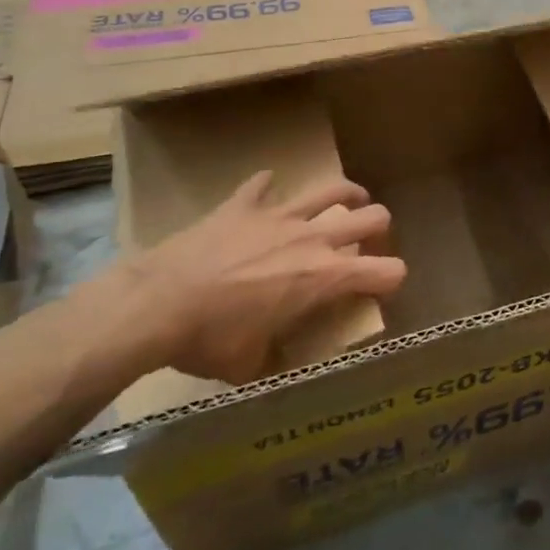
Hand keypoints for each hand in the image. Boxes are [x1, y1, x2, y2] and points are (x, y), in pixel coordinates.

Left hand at [130, 172, 406, 382]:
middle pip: (373, 217)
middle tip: (368, 241)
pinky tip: (265, 192)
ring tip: (348, 200)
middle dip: (379, 228)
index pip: (388, 271)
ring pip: (332, 190)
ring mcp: (279, 216)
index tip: (382, 288)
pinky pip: (262, 185)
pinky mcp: (243, 205)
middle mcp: (314, 239)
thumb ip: (276, 355)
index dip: (393, 279)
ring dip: (346, 195)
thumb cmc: (211, 340)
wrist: (157, 305)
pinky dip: (266, 189)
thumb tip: (277, 359)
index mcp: (326, 278)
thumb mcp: (251, 364)